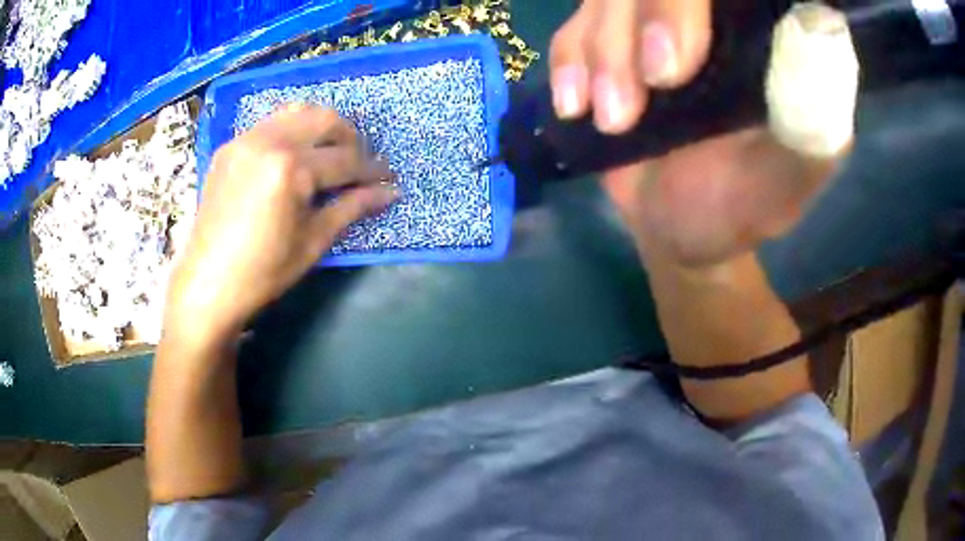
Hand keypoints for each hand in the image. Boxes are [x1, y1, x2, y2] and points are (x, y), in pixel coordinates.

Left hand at [166, 104, 395, 343]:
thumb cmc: (263, 272)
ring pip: (297, 111)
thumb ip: (352, 208)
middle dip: (350, 138)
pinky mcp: (230, 146)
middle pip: (325, 119)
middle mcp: (269, 141)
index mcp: (291, 168)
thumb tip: (390, 192)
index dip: (371, 170)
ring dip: (320, 127)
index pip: (345, 159)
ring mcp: (246, 139)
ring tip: (328, 153)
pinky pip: (270, 123)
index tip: (386, 179)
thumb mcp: (313, 242)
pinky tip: (294, 156)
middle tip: (359, 164)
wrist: (207, 283)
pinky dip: (291, 131)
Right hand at [566, 2, 857, 269]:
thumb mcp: (785, 181)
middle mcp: (712, 19)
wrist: (674, 227)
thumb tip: (821, 28)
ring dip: (605, 51)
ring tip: (615, 119)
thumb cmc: (737, 208)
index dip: (691, 6)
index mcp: (767, 39)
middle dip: (650, 17)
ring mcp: (654, 24)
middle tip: (654, 85)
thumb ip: (811, 121)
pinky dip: (570, 61)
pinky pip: (575, 26)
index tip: (687, 55)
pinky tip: (577, 107)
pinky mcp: (612, 43)